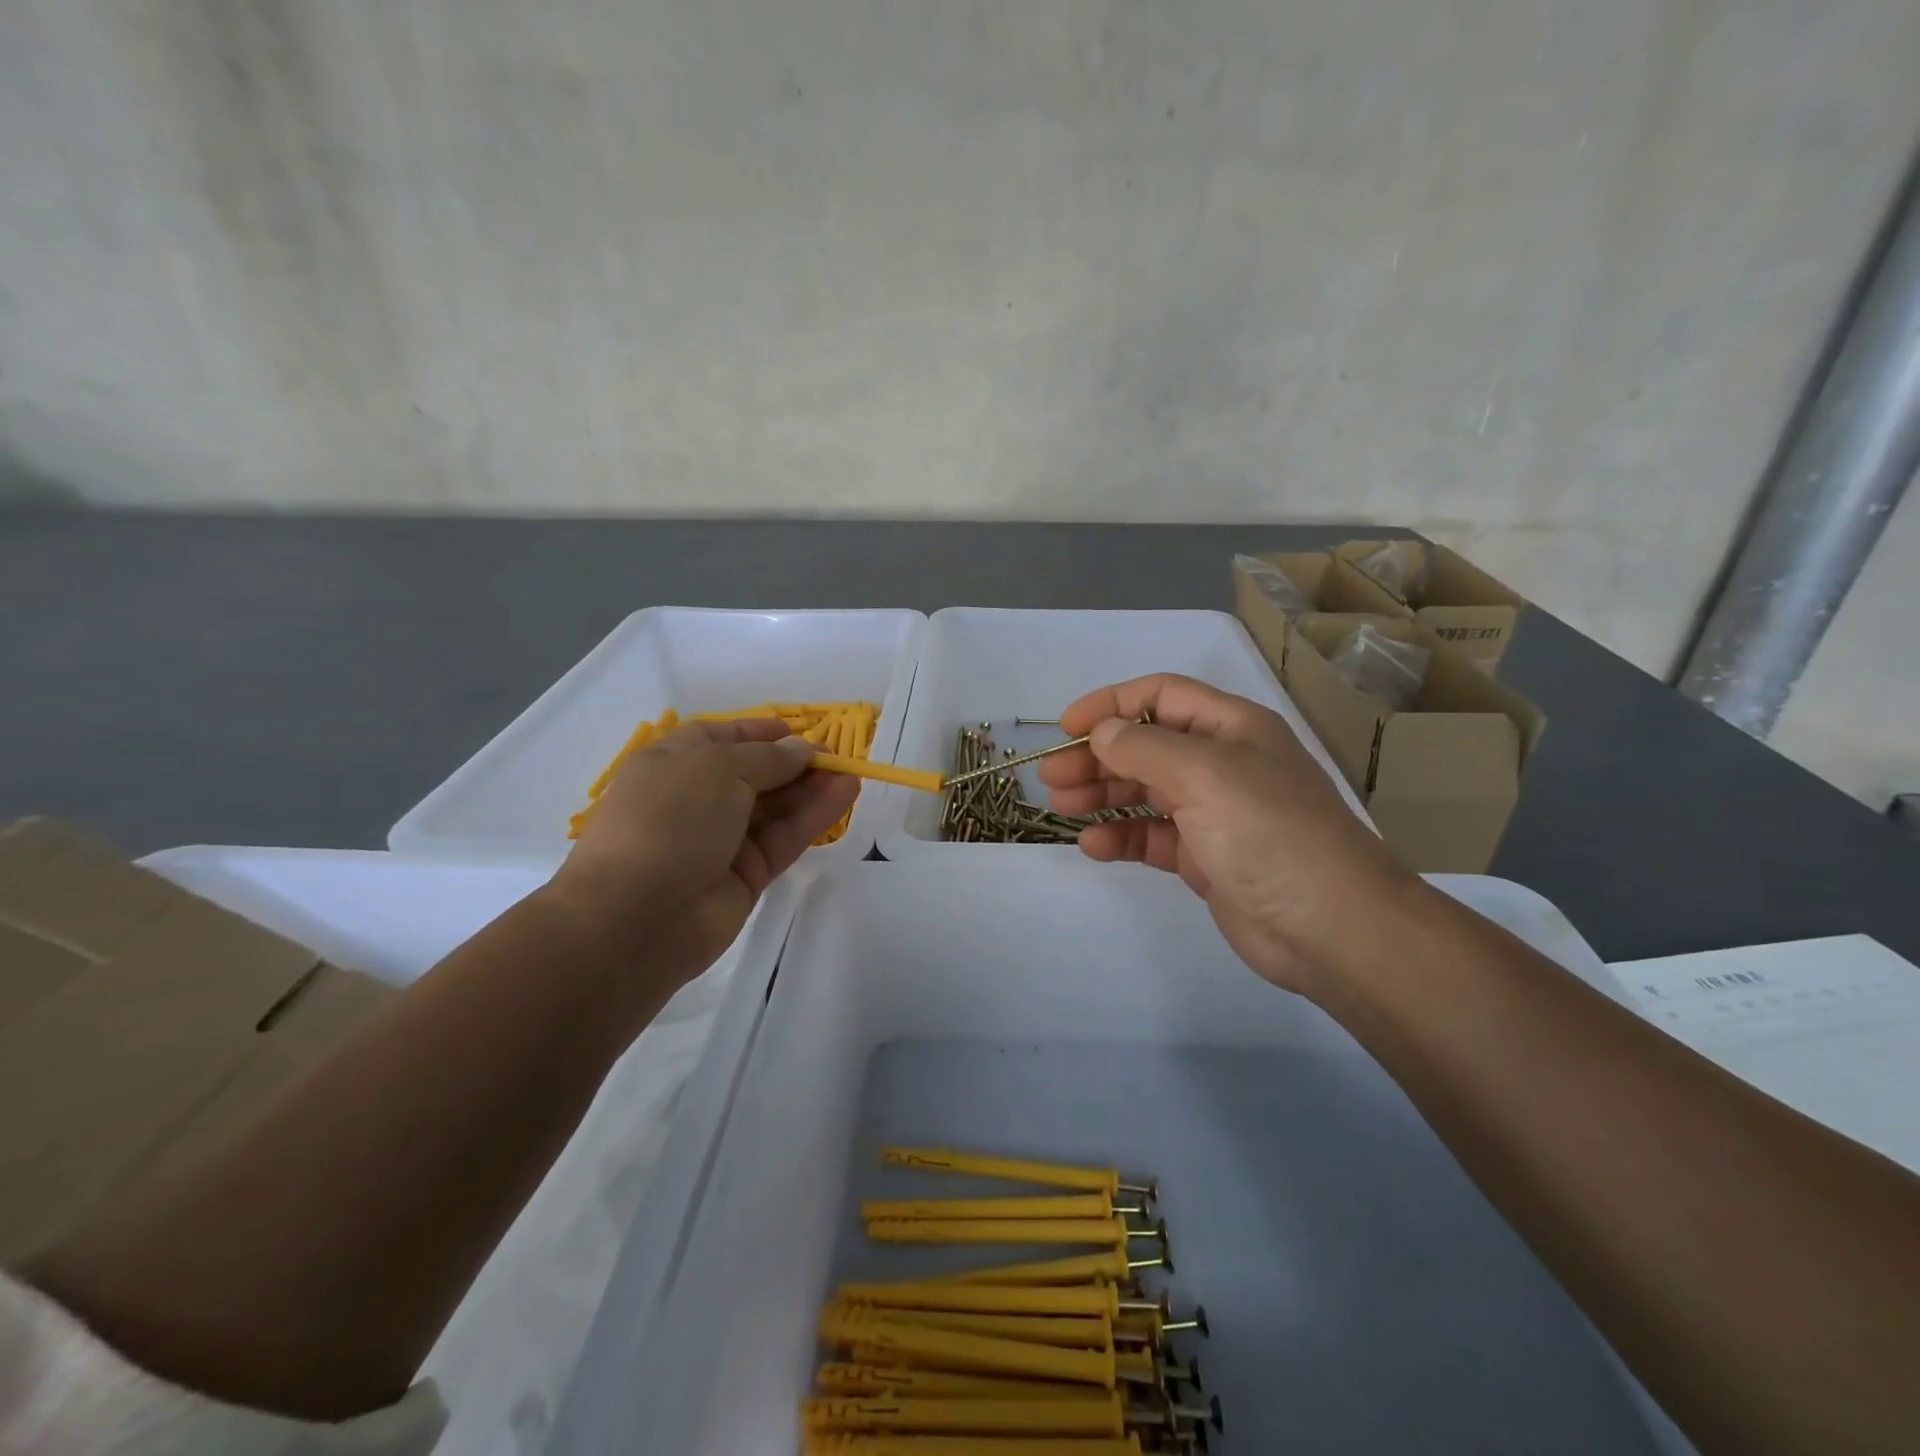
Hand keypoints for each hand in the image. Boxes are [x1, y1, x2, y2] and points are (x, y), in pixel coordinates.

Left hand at [547, 719, 857, 981]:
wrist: (637, 916)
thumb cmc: (668, 819)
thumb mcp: (717, 768)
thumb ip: (767, 758)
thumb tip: (801, 748)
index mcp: (670, 765)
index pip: (718, 739)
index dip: (757, 733)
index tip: (797, 730)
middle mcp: (694, 800)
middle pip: (753, 774)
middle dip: (792, 762)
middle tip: (836, 755)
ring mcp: (721, 840)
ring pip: (774, 808)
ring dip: (811, 788)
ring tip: (851, 773)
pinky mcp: (746, 875)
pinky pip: (785, 838)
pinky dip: (814, 817)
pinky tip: (845, 795)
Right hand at [1038, 674, 1419, 992]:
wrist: (1331, 927)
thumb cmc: (1270, 833)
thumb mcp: (1205, 774)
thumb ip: (1145, 748)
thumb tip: (1102, 733)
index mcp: (1230, 727)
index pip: (1161, 696)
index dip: (1111, 705)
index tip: (1066, 727)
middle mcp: (1221, 763)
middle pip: (1145, 745)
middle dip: (1097, 756)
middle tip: (1052, 777)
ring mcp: (1213, 813)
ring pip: (1144, 792)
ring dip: (1101, 794)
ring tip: (1062, 806)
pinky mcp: (1205, 858)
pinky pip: (1152, 837)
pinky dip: (1121, 837)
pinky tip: (1093, 846)